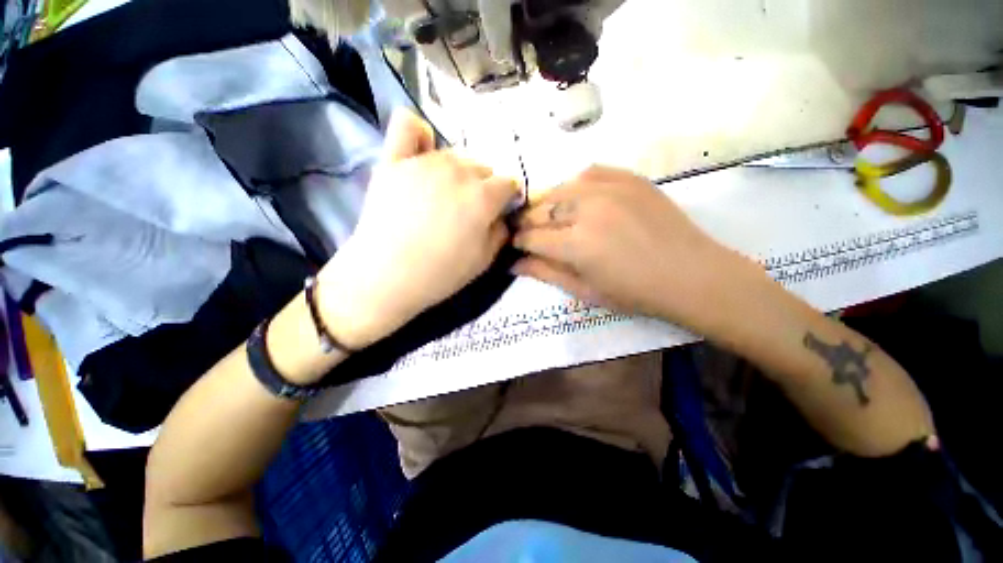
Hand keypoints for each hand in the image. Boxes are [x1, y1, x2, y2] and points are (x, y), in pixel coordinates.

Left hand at [316, 110, 520, 348]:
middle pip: (483, 168)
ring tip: (443, 196)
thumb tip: (502, 215)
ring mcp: (424, 162)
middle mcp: (458, 172)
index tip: (499, 211)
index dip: (507, 198)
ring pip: (454, 155)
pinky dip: (419, 135)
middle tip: (468, 211)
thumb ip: (501, 232)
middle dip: (483, 187)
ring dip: (457, 172)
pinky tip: (422, 152)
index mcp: (483, 197)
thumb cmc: (440, 274)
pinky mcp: (394, 161)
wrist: (386, 276)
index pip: (509, 183)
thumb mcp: (484, 260)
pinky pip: (408, 126)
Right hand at [513, 166, 756, 327]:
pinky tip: (577, 199)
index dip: (518, 242)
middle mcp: (587, 210)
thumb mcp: (584, 291)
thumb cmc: (634, 293)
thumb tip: (513, 264)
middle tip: (529, 233)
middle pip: (540, 210)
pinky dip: (575, 185)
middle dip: (528, 223)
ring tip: (550, 217)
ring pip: (560, 189)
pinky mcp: (628, 178)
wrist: (690, 274)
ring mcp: (609, 188)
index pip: (531, 237)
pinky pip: (588, 172)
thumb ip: (546, 273)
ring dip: (548, 204)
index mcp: (576, 245)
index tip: (516, 246)